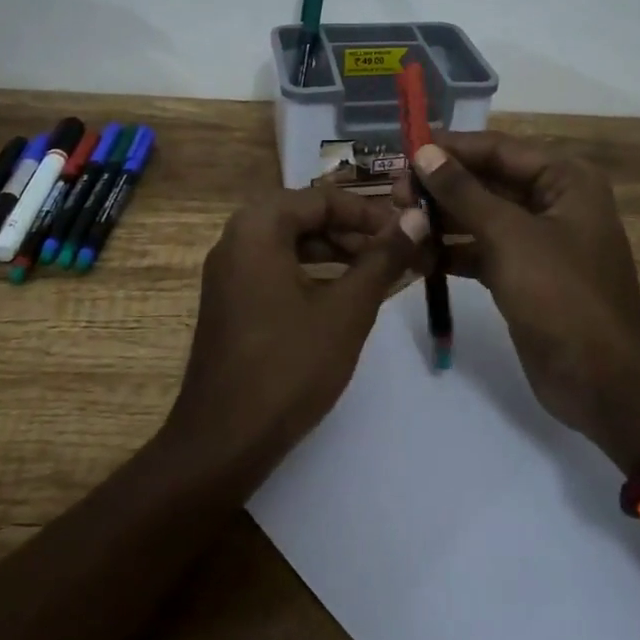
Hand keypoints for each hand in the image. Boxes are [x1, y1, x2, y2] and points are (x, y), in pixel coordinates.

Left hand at [165, 186, 429, 469]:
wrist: (223, 440)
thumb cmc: (289, 366)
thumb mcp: (346, 310)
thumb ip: (382, 260)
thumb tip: (416, 219)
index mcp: (258, 228)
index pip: (321, 199)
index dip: (368, 212)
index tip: (406, 231)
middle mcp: (235, 239)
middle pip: (303, 216)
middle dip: (351, 231)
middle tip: (394, 251)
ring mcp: (227, 272)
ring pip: (289, 243)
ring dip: (333, 251)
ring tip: (375, 272)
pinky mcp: (229, 301)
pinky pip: (274, 268)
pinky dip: (310, 272)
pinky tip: (340, 296)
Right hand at [407, 133, 639, 471]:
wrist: (605, 382)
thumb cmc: (562, 294)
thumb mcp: (509, 236)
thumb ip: (463, 192)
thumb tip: (424, 153)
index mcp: (564, 179)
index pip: (498, 148)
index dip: (451, 148)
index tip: (404, 152)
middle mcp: (552, 202)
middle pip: (486, 181)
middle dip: (441, 187)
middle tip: (396, 195)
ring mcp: (537, 241)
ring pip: (480, 217)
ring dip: (441, 220)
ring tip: (399, 223)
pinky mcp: (522, 275)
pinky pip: (481, 250)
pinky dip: (452, 252)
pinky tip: (416, 258)